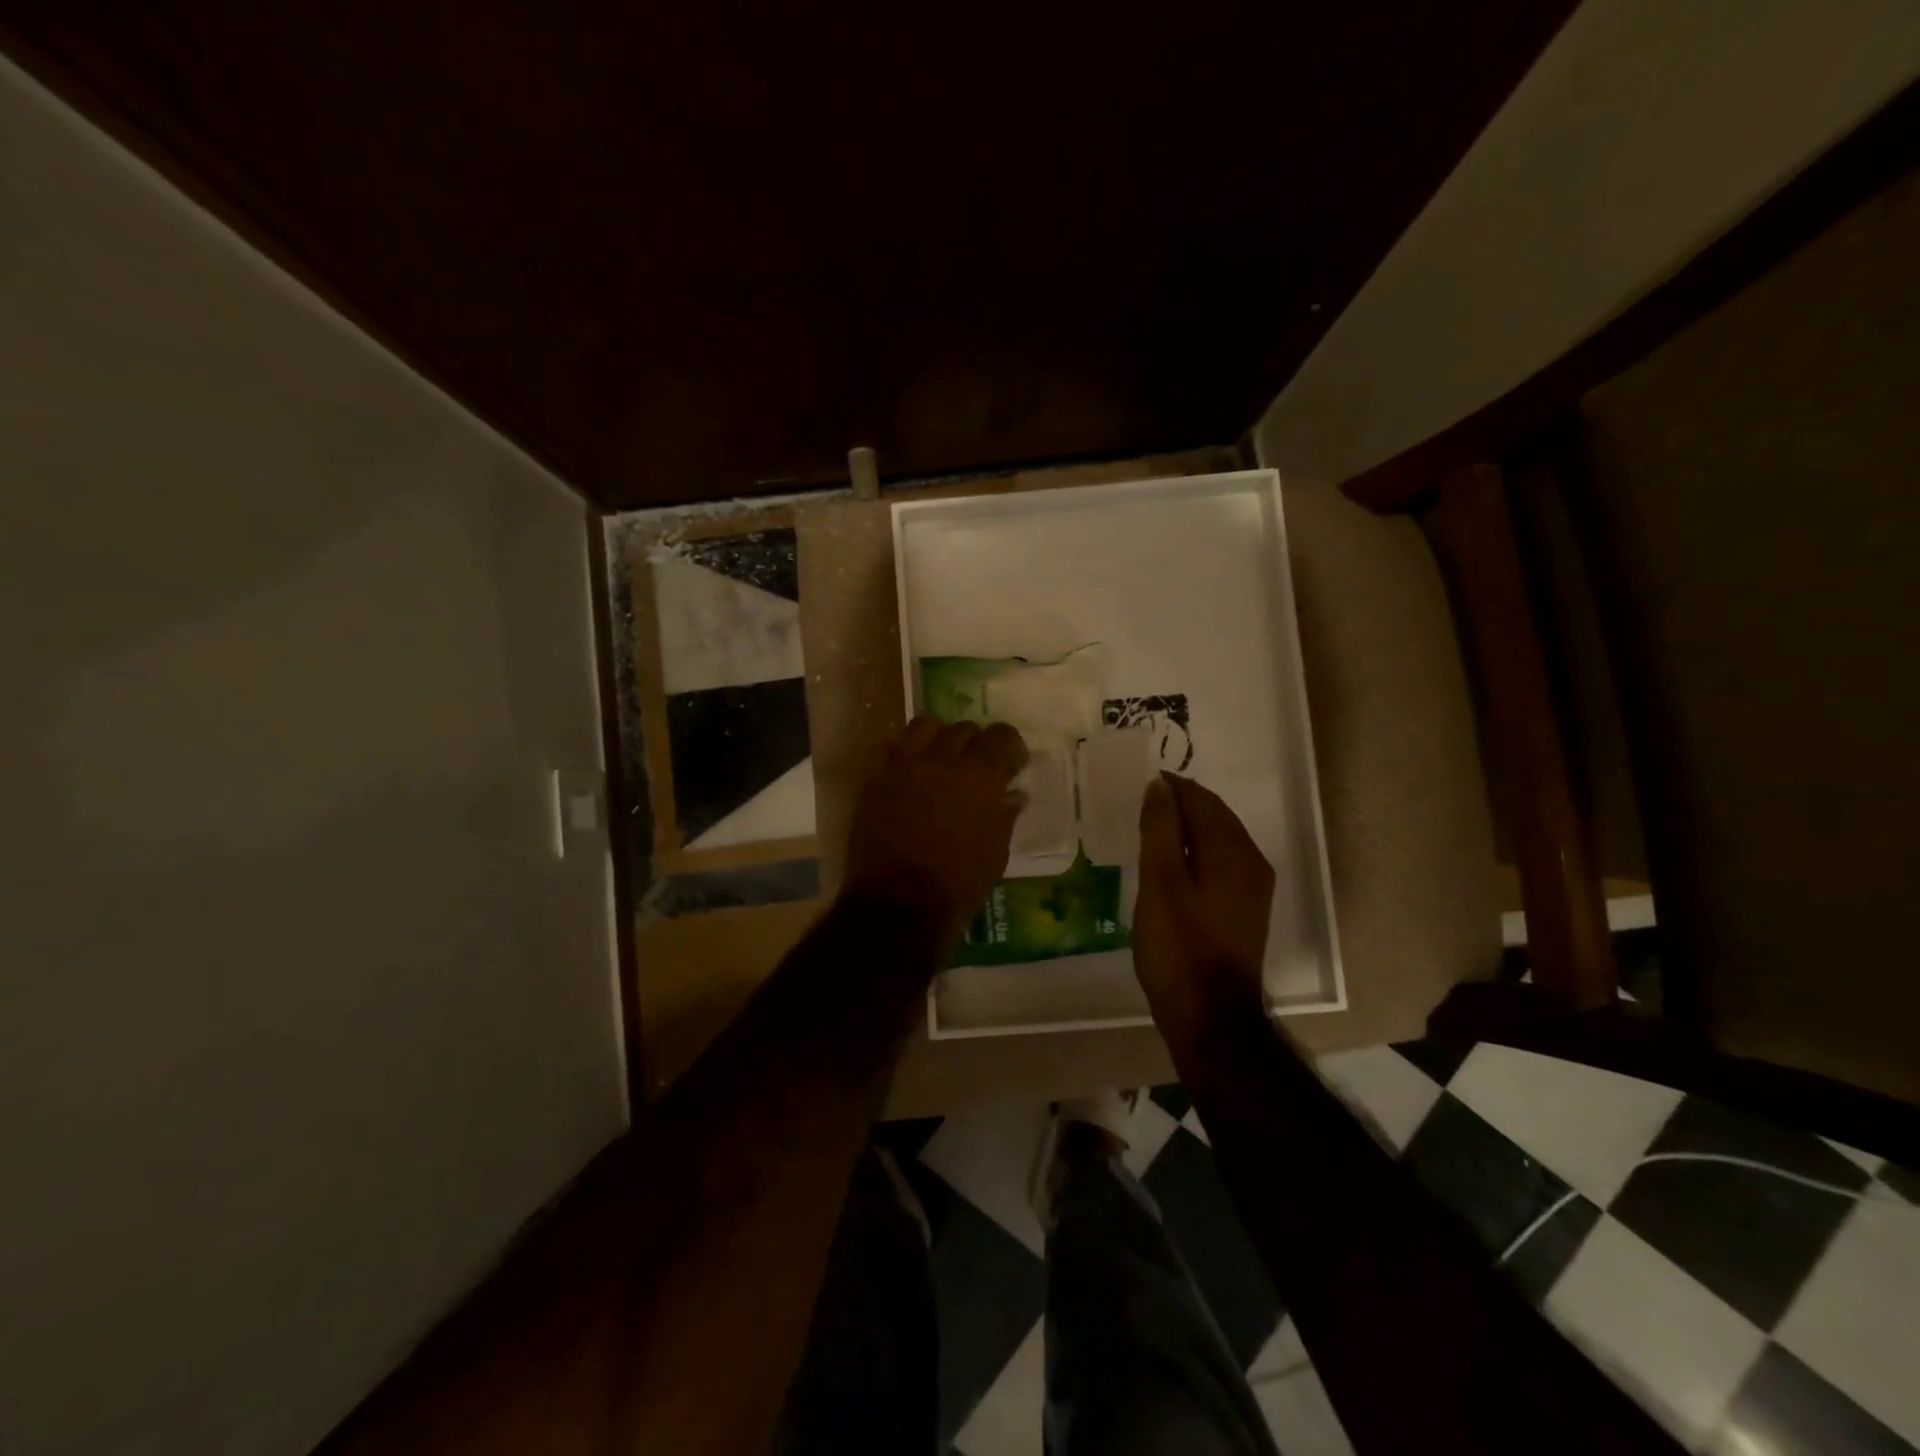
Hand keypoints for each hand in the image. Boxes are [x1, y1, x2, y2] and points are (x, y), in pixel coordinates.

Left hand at [841, 716, 1029, 940]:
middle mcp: (943, 759)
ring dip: (939, 737)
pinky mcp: (875, 778)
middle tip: (977, 766)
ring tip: (941, 758)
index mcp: (980, 776)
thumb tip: (1013, 794)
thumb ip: (1004, 816)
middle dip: (976, 743)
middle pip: (964, 729)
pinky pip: (890, 747)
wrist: (899, 904)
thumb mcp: (995, 853)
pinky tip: (909, 770)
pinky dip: (904, 752)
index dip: (1010, 746)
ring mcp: (904, 765)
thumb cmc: (959, 884)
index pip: (1002, 736)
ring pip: (925, 726)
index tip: (1012, 764)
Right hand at [1133, 773, 1275, 1042]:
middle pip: (1215, 817)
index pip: (1202, 800)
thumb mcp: (1160, 883)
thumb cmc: (1179, 947)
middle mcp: (1251, 862)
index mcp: (1233, 851)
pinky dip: (1196, 851)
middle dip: (1182, 803)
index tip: (1140, 782)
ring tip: (1151, 827)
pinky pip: (1220, 862)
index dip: (1171, 787)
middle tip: (1142, 801)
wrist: (1210, 1016)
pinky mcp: (1245, 910)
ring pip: (1219, 840)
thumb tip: (1160, 786)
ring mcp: (1252, 889)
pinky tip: (1172, 864)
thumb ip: (1160, 829)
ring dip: (1188, 827)